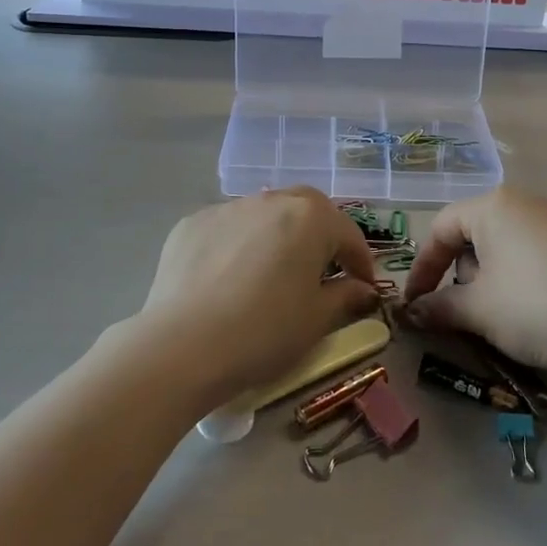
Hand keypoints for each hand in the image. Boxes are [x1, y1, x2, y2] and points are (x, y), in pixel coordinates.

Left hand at [141, 188, 380, 401]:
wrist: (183, 345)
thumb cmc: (264, 332)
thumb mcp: (316, 320)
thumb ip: (345, 296)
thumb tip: (362, 289)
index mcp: (310, 217)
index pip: (348, 234)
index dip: (360, 262)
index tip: (364, 286)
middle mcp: (270, 200)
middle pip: (306, 211)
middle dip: (320, 236)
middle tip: (321, 270)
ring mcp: (227, 208)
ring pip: (264, 216)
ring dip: (277, 237)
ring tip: (272, 273)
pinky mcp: (192, 223)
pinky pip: (227, 229)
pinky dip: (237, 245)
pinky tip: (228, 278)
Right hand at [402, 187, 546, 370]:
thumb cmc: (535, 305)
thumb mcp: (479, 309)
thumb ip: (440, 306)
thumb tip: (413, 312)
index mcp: (492, 205)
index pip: (440, 228)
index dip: (422, 268)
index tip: (415, 304)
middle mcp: (522, 202)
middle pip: (471, 235)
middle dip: (457, 275)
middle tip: (459, 312)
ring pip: (500, 247)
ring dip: (486, 280)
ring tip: (495, 317)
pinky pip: (528, 254)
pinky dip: (514, 279)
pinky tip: (527, 311)